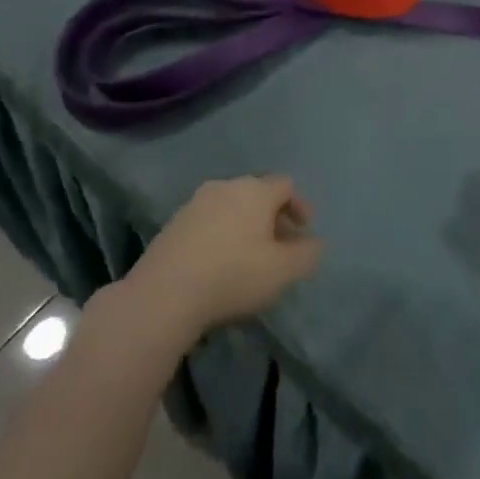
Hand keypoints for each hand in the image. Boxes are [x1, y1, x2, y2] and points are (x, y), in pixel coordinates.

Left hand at [130, 176, 322, 339]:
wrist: (164, 293)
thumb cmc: (233, 275)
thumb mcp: (283, 271)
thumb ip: (307, 254)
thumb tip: (315, 243)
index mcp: (256, 190)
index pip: (286, 185)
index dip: (300, 206)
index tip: (305, 231)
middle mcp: (226, 186)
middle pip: (258, 193)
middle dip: (273, 217)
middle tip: (281, 246)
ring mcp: (196, 203)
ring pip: (231, 207)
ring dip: (245, 226)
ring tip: (250, 256)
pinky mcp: (173, 223)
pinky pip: (208, 221)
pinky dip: (221, 234)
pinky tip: (220, 263)